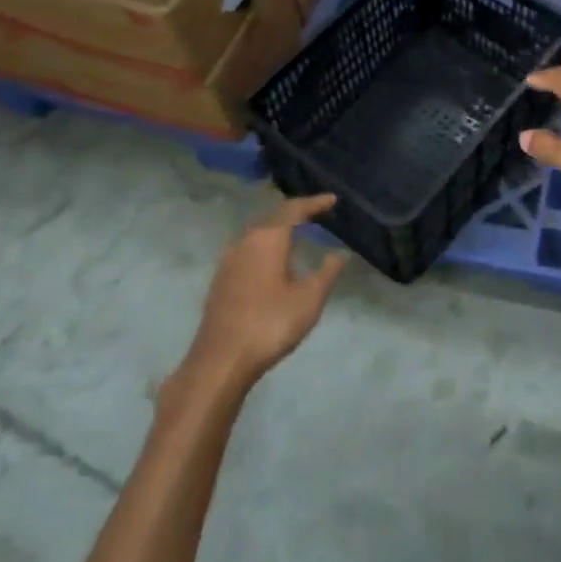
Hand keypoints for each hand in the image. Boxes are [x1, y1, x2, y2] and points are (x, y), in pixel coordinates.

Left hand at [187, 194, 348, 389]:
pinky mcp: (221, 280)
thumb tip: (340, 254)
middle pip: (273, 217)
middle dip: (295, 213)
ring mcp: (228, 261)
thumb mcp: (309, 299)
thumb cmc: (270, 324)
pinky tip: (274, 263)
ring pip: (258, 234)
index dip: (314, 203)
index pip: (293, 209)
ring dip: (278, 231)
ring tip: (298, 235)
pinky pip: (248, 251)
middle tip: (317, 214)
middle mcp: (245, 242)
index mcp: (268, 239)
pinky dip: (266, 247)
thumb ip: (327, 272)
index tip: (332, 200)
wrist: (220, 361)